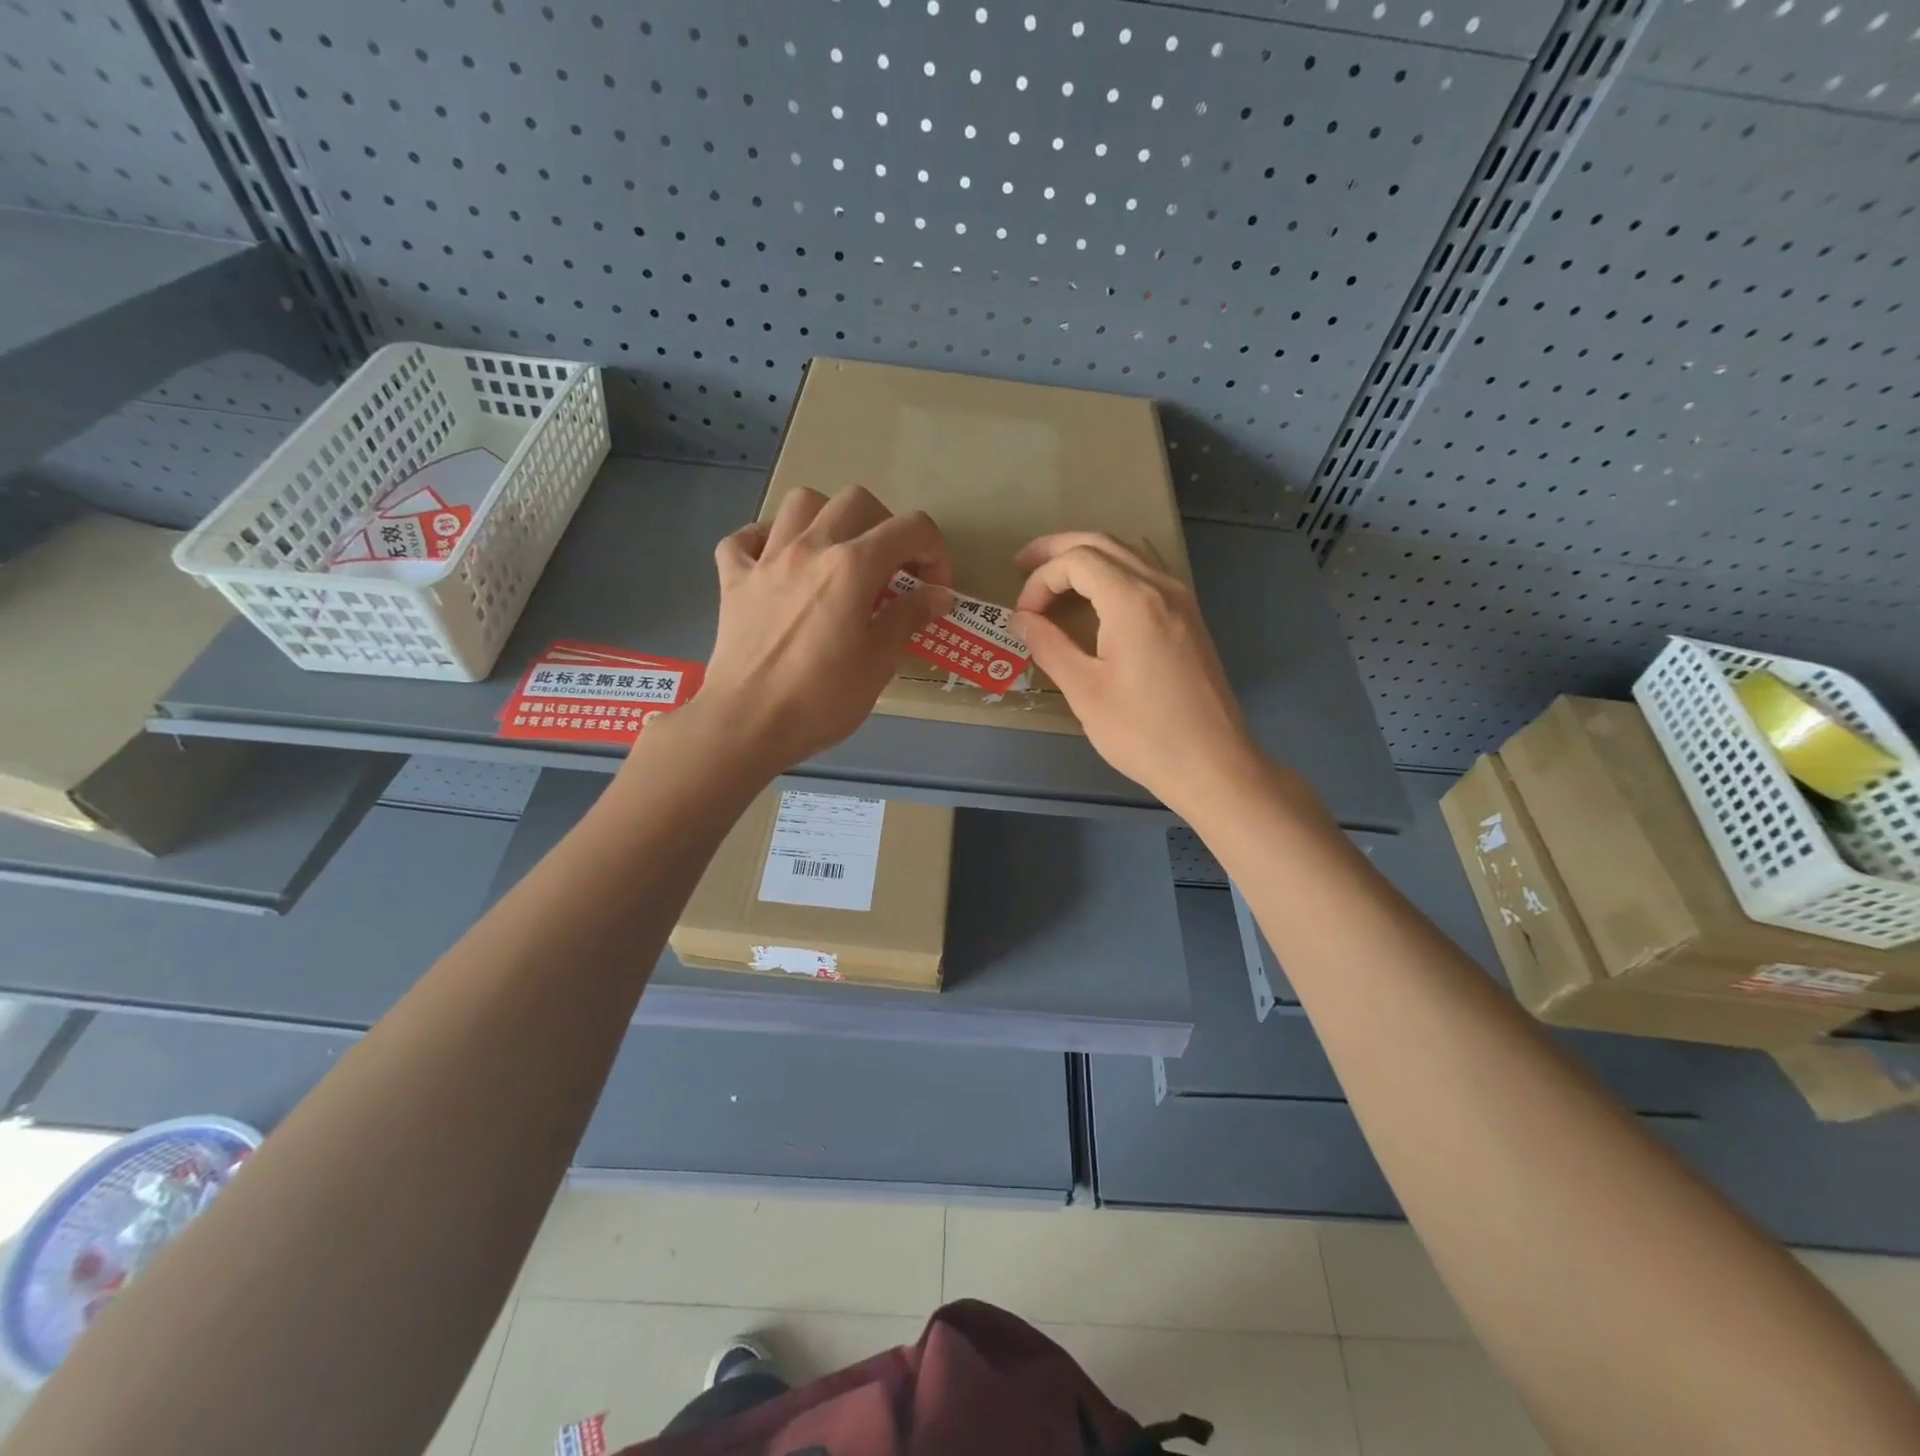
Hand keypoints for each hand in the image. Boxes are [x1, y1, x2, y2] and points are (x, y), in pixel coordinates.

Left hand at [691, 485, 952, 773]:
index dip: (934, 552)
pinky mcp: (733, 580)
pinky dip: (764, 542)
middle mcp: (810, 548)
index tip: (933, 589)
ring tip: (836, 556)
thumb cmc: (821, 700)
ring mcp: (766, 560)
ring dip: (827, 519)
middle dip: (885, 526)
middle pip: (856, 501)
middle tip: (890, 569)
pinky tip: (778, 565)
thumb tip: (939, 595)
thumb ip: (909, 618)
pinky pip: (745, 539)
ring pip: (800, 503)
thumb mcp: (878, 663)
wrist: (746, 724)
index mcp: (852, 566)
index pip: (910, 529)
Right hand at [1012, 532, 1263, 814]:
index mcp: (1133, 600)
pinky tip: (1100, 593)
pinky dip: (1115, 569)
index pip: (1077, 561)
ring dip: (1088, 554)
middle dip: (1058, 550)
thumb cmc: (1143, 732)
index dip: (1041, 580)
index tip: (1024, 617)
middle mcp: (1161, 586)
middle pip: (1103, 543)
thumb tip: (1020, 619)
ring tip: (1056, 574)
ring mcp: (1182, 599)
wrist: (1211, 763)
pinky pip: (1148, 571)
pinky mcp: (1190, 617)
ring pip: (1129, 551)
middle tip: (1022, 565)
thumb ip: (1049, 646)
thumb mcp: (1085, 691)